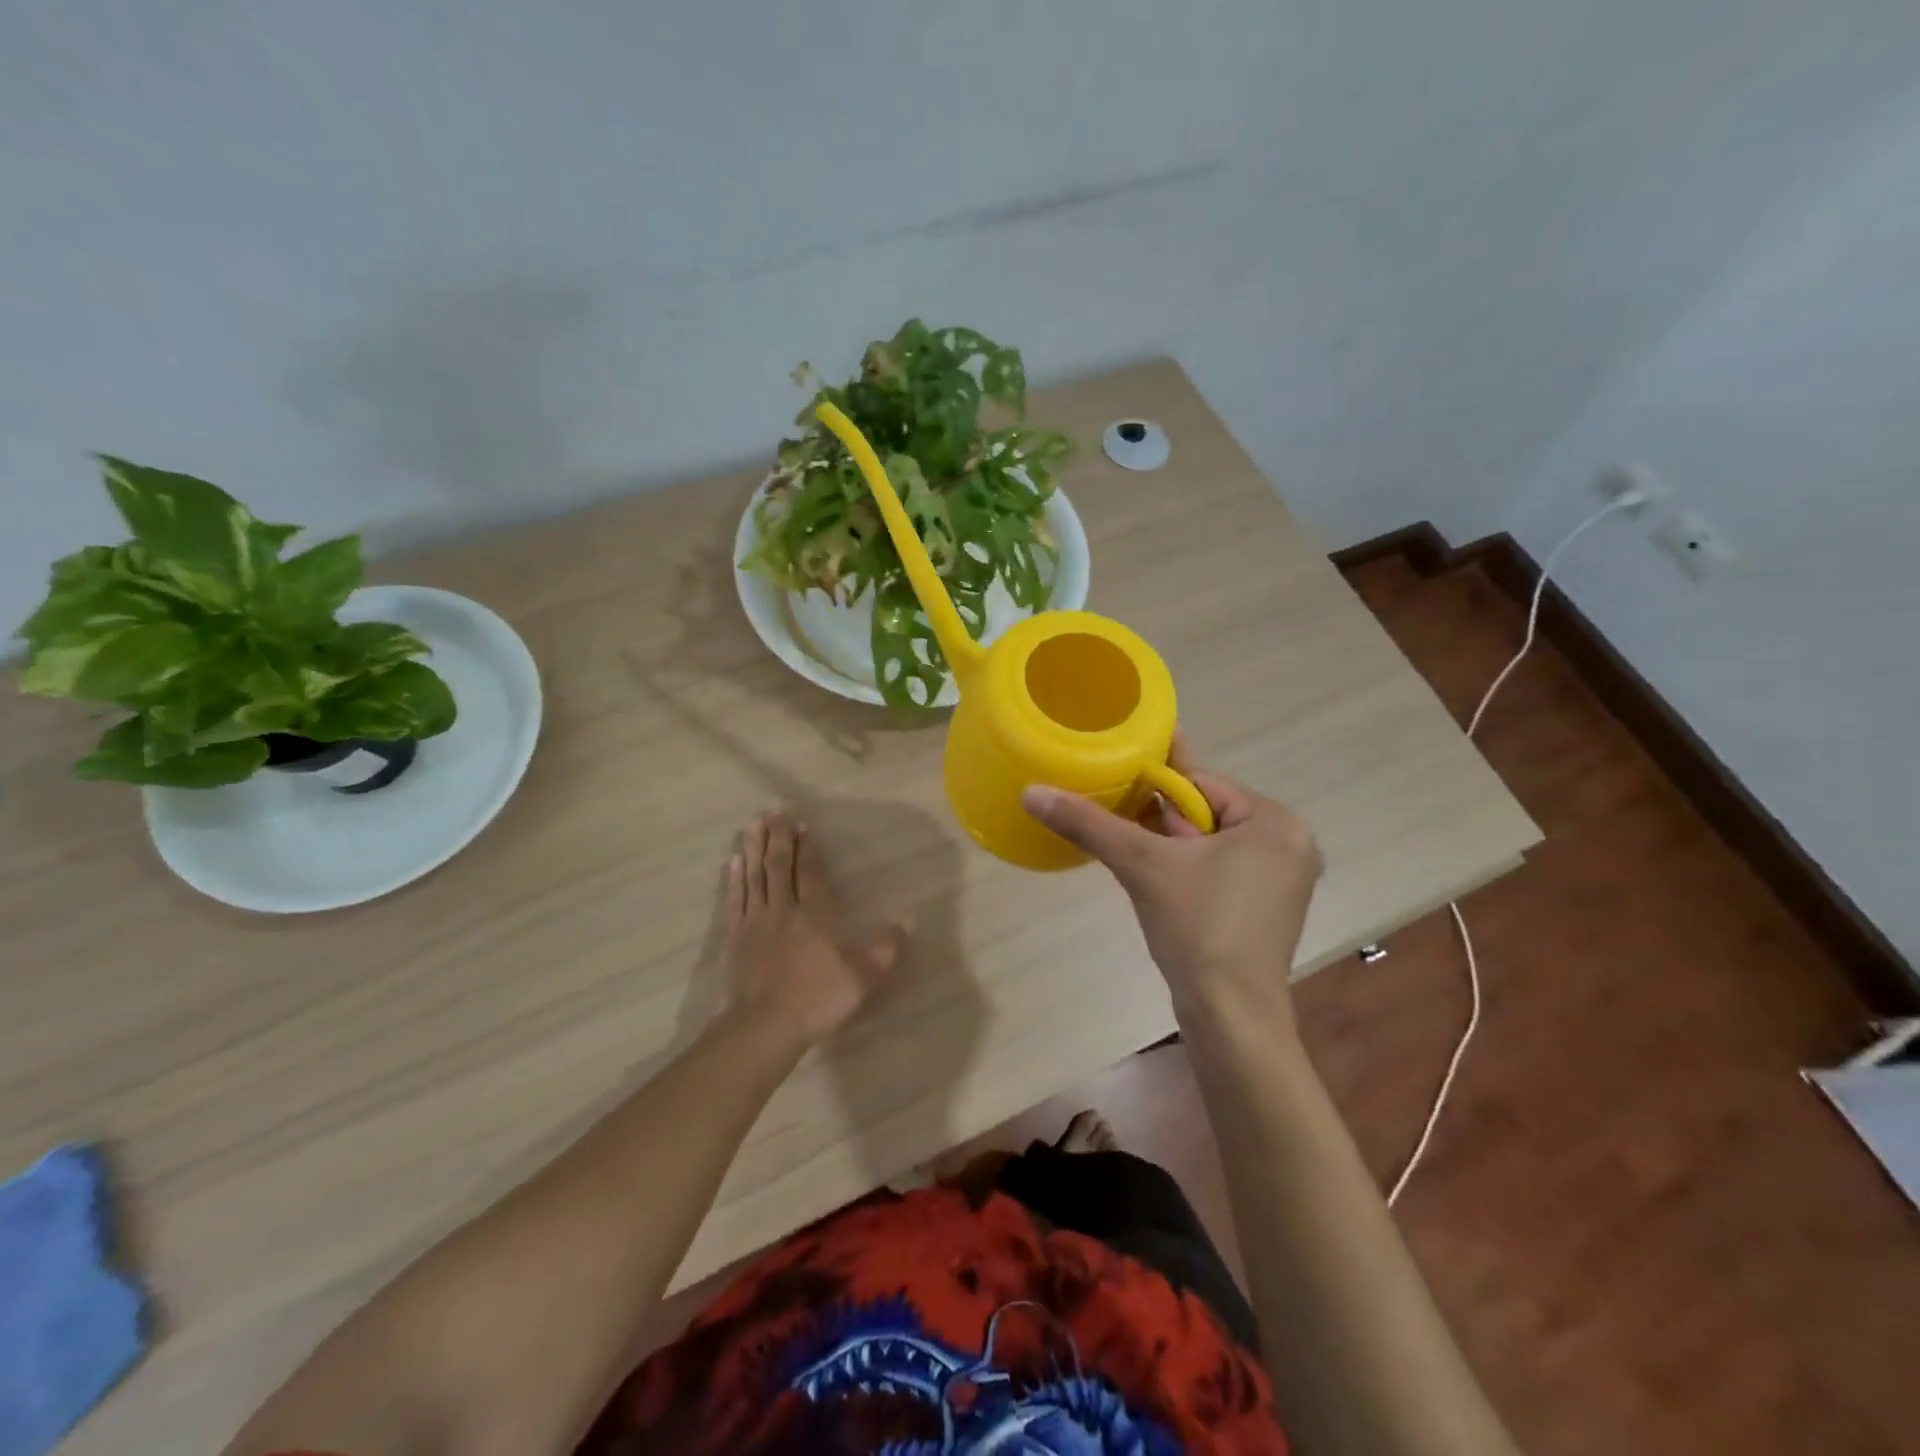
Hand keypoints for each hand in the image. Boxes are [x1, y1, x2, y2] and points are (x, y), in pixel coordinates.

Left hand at [720, 811, 908, 1047]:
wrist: (765, 1026)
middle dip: (778, 837)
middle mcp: (785, 909)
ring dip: (754, 849)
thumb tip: (908, 920)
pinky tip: (734, 863)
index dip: (806, 848)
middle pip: (779, 866)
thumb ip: (887, 947)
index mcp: (816, 913)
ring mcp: (756, 922)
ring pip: (756, 876)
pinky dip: (736, 879)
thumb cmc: (819, 998)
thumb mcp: (865, 976)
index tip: (802, 825)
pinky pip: (736, 900)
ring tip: (752, 825)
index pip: (810, 872)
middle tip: (774, 812)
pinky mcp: (736, 938)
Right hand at [1021, 742, 1321, 1023]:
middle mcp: (1289, 844)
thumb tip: (1032, 792)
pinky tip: (1151, 875)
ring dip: (1167, 843)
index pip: (1201, 782)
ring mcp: (1280, 881)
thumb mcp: (1141, 864)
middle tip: (1112, 815)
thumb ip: (1089, 823)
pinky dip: (1184, 868)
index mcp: (1275, 821)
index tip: (1112, 780)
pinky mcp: (1266, 911)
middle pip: (1204, 812)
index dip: (1153, 783)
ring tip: (1125, 844)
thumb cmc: (1198, 926)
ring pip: (1209, 843)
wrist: (1229, 1016)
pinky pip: (1218, 870)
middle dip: (1159, 817)